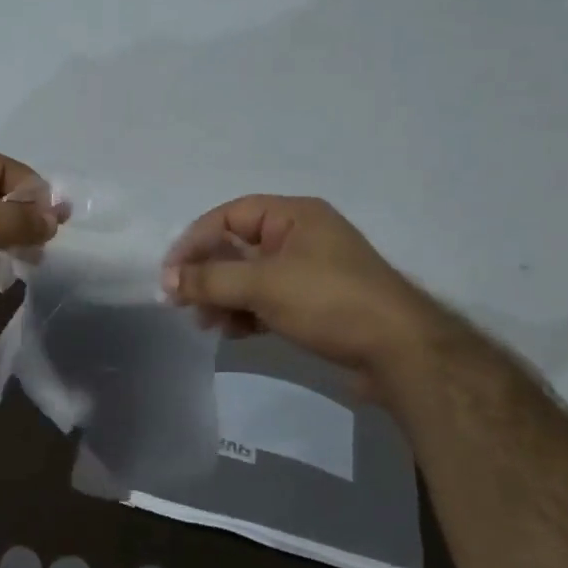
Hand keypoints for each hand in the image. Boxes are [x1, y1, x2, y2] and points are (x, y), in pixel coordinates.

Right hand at [160, 195, 440, 393]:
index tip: (170, 274)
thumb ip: (210, 280)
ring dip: (223, 298)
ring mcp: (309, 272)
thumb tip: (167, 280)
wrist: (399, 352)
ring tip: (206, 324)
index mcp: (294, 216)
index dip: (195, 240)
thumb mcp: (262, 285)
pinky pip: (267, 300)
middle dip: (207, 274)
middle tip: (182, 303)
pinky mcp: (314, 304)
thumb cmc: (328, 302)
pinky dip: (245, 313)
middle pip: (237, 247)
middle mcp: (300, 237)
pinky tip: (233, 333)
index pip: (230, 216)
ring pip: (250, 277)